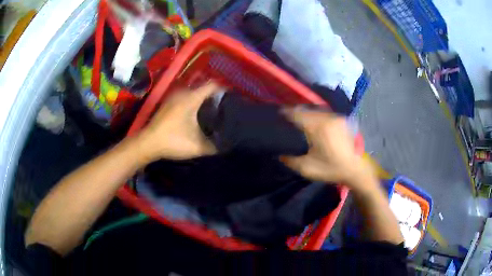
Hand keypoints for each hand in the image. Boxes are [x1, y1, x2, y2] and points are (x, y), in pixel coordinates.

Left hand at [137, 82, 220, 161]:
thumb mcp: (197, 147)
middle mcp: (183, 93)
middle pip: (203, 87)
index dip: (224, 89)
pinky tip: (196, 113)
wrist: (148, 143)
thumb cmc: (173, 141)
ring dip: (203, 98)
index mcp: (192, 98)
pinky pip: (185, 97)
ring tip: (213, 109)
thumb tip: (227, 145)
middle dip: (215, 95)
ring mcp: (174, 97)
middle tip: (225, 106)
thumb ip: (214, 146)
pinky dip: (193, 101)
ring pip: (194, 92)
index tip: (233, 98)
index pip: (213, 85)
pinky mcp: (168, 103)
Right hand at [280, 108, 373, 187]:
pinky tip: (314, 122)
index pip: (298, 114)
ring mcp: (336, 118)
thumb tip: (279, 153)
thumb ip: (290, 160)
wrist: (355, 169)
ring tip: (300, 118)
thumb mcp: (307, 168)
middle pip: (307, 110)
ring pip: (317, 110)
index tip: (279, 114)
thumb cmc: (331, 169)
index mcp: (318, 128)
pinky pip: (325, 113)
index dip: (287, 113)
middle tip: (288, 117)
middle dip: (297, 112)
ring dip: (307, 113)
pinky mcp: (342, 120)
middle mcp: (327, 118)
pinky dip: (317, 115)